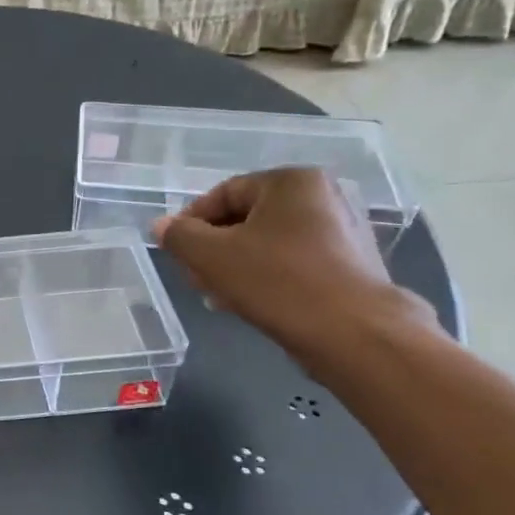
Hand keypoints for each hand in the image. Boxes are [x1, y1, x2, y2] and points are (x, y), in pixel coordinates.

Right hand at [152, 167, 433, 366]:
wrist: (353, 333)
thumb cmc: (277, 281)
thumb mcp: (211, 256)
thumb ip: (179, 236)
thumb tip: (161, 226)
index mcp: (291, 181)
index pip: (223, 193)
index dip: (190, 222)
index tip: (175, 252)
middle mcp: (322, 197)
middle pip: (246, 218)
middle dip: (212, 248)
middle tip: (193, 276)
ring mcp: (341, 231)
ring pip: (267, 243)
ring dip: (234, 266)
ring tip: (215, 295)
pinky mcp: (349, 265)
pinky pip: (292, 262)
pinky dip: (264, 277)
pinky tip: (247, 302)